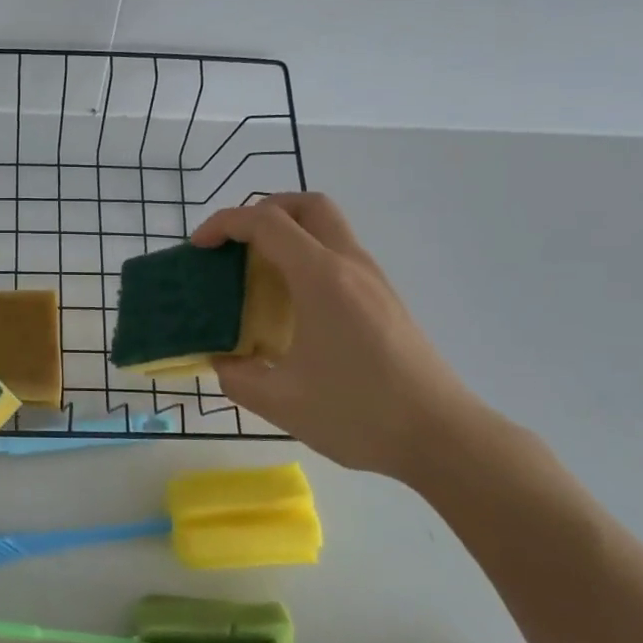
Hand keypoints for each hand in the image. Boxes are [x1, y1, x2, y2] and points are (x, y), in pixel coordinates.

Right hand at [193, 193, 491, 480]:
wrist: (443, 437)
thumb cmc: (360, 414)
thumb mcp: (281, 402)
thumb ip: (237, 377)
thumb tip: (223, 362)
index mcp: (321, 278)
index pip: (266, 222)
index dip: (225, 224)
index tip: (199, 247)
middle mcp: (350, 265)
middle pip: (306, 205)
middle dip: (263, 211)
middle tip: (235, 245)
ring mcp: (373, 280)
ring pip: (328, 227)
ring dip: (288, 234)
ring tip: (257, 274)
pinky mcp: (385, 299)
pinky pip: (339, 255)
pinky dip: (307, 257)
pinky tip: (292, 304)